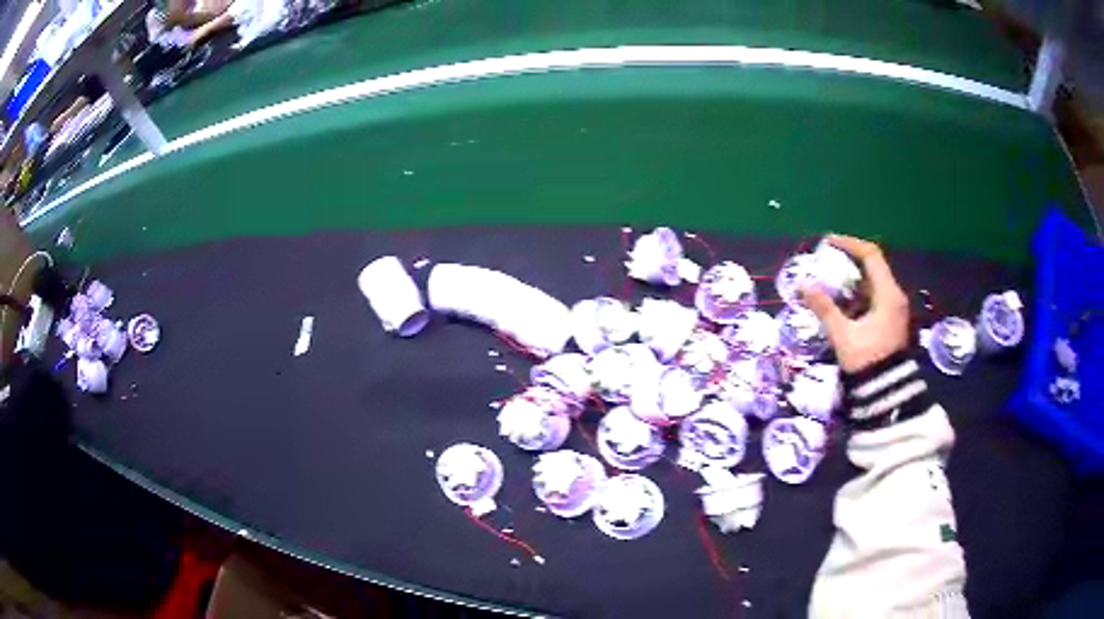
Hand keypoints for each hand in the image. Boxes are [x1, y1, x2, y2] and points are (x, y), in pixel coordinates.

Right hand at [801, 235, 909, 372]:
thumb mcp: (843, 335)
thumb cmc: (866, 362)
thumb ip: (824, 309)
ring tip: (830, 284)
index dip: (849, 244)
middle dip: (849, 262)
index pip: (871, 255)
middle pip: (873, 267)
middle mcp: (895, 296)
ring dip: (852, 280)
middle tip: (826, 263)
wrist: (886, 394)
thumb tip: (803, 285)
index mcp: (888, 294)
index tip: (828, 242)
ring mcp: (894, 309)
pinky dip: (858, 294)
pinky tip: (842, 304)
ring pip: (873, 283)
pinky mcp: (891, 321)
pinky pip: (874, 297)